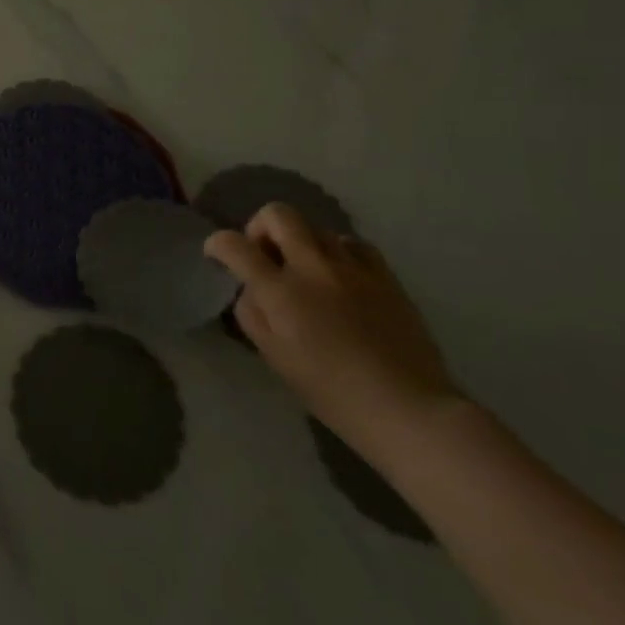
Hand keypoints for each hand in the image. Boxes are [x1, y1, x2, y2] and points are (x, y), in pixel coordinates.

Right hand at [204, 204, 462, 461]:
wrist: (408, 409)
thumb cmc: (331, 391)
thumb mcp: (274, 357)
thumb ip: (251, 314)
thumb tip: (250, 289)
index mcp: (280, 292)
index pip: (234, 245)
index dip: (217, 243)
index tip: (216, 254)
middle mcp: (313, 269)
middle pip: (278, 214)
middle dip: (259, 226)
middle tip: (263, 253)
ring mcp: (353, 269)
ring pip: (317, 228)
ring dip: (301, 242)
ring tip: (305, 270)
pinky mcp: (386, 277)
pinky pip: (354, 244)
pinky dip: (338, 251)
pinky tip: (340, 275)